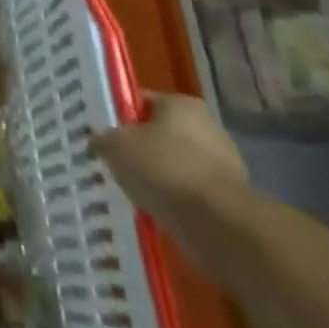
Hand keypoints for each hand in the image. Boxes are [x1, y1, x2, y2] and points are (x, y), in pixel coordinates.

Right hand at [90, 93, 248, 241]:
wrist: (220, 225)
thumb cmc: (164, 169)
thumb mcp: (115, 145)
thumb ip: (102, 137)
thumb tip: (99, 140)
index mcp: (181, 103)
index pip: (139, 102)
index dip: (116, 116)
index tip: (100, 135)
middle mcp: (207, 126)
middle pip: (158, 133)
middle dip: (137, 148)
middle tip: (112, 163)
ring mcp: (223, 163)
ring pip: (172, 164)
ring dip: (155, 176)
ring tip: (131, 190)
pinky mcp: (229, 197)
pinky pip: (188, 191)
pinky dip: (172, 198)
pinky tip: (154, 209)